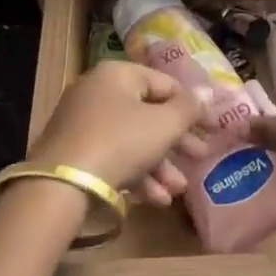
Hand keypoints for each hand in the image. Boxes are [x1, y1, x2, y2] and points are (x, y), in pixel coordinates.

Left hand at [30, 62, 214, 206]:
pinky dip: (137, 174)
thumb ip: (189, 109)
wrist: (62, 184)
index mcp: (118, 75)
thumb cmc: (121, 142)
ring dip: (160, 166)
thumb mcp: (163, 125)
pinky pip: (114, 156)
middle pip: (149, 114)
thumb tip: (209, 93)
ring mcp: (83, 123)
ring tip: (178, 190)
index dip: (193, 107)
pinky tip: (156, 200)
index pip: (166, 84)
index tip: (213, 128)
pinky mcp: (75, 152)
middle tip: (201, 158)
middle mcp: (98, 92)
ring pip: (133, 140)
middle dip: (177, 142)